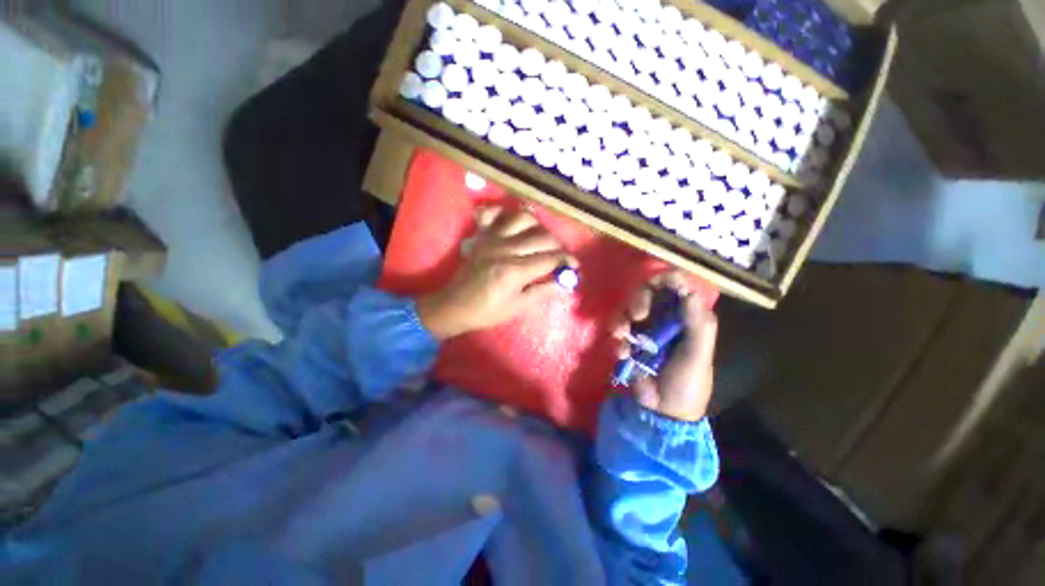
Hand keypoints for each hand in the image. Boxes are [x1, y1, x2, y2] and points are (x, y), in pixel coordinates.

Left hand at [417, 206, 575, 339]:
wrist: (454, 305)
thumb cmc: (487, 311)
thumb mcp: (517, 307)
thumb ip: (542, 291)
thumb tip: (565, 283)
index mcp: (514, 271)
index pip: (550, 258)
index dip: (567, 260)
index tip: (574, 266)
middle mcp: (505, 249)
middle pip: (542, 237)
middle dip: (558, 245)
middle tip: (559, 257)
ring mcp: (491, 239)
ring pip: (522, 218)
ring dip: (537, 225)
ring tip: (541, 238)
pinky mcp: (481, 236)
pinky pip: (492, 213)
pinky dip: (503, 212)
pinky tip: (511, 222)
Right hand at [612, 272, 717, 421]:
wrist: (664, 412)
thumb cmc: (687, 384)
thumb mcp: (697, 356)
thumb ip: (698, 326)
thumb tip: (689, 292)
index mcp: (687, 317)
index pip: (677, 286)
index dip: (666, 279)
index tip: (655, 284)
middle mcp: (665, 318)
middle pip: (648, 293)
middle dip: (638, 300)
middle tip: (636, 315)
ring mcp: (645, 329)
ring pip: (628, 309)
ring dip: (621, 320)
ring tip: (620, 336)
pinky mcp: (629, 341)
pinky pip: (618, 330)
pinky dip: (618, 340)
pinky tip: (623, 354)